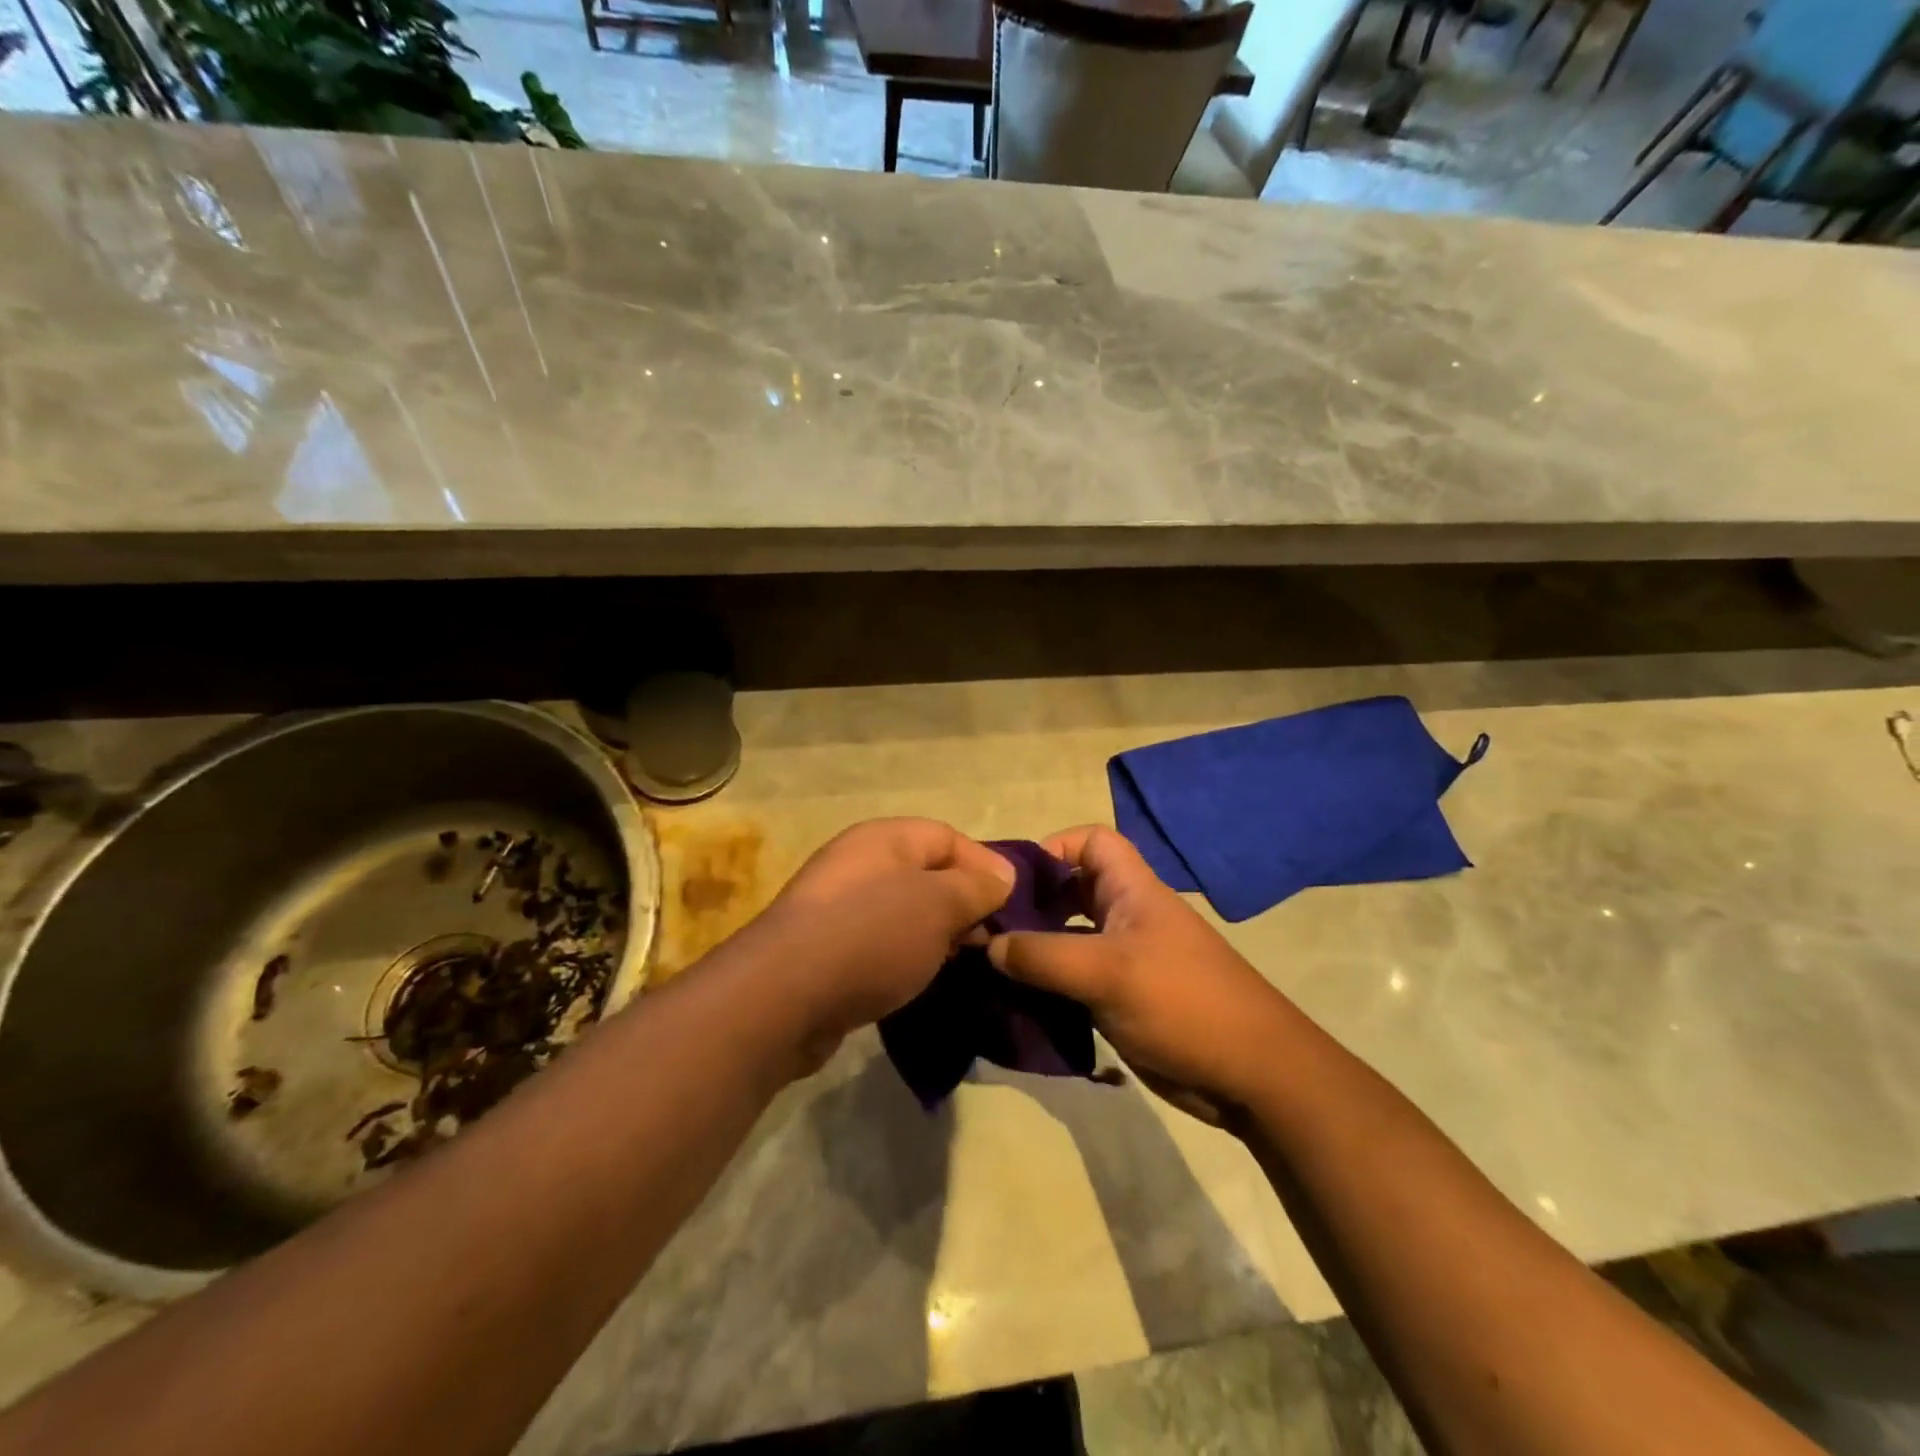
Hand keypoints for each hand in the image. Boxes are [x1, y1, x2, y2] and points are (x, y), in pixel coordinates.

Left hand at [750, 818, 1014, 1064]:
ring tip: (963, 965)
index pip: (947, 836)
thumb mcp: (938, 904)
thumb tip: (1002, 875)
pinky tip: (920, 982)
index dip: (986, 865)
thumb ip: (975, 886)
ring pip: (903, 912)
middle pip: (925, 874)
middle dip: (962, 904)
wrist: (782, 996)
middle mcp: (858, 863)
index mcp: (883, 838)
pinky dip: (904, 958)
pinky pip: (879, 944)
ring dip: (935, 935)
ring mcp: (836, 907)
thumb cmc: (871, 935)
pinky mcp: (825, 950)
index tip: (1013, 904)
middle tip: (990, 941)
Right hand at [987, 825, 1290, 1121]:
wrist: (1252, 1075)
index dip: (1054, 847)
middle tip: (989, 925)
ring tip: (991, 965)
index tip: (1015, 880)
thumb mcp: (1107, 972)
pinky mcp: (1121, 999)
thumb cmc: (1183, 1003)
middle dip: (1032, 902)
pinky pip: (1073, 979)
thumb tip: (987, 944)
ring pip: (1068, 938)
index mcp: (1132, 891)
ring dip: (1033, 948)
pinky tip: (1018, 1001)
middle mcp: (1126, 917)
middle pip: (1072, 890)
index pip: (1092, 842)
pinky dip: (1046, 985)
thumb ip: (1042, 955)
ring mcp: (1124, 960)